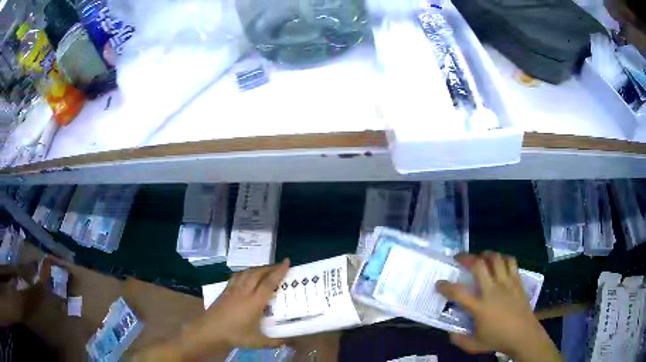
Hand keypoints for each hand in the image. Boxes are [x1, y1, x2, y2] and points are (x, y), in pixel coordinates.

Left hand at [202, 258, 290, 348]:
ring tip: (266, 268)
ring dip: (258, 268)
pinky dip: (245, 272)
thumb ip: (273, 342)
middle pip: (258, 274)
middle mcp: (245, 292)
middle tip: (280, 265)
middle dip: (270, 267)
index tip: (287, 262)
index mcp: (255, 302)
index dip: (279, 272)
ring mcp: (234, 290)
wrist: (210, 330)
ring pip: (247, 273)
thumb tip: (287, 342)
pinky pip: (237, 276)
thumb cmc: (235, 335)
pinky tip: (247, 274)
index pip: (269, 283)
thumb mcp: (257, 342)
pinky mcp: (225, 291)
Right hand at [436, 252, 560, 361]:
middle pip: (478, 265)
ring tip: (480, 257)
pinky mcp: (517, 281)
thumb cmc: (499, 340)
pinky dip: (503, 258)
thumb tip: (450, 332)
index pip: (458, 292)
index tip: (439, 283)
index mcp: (480, 307)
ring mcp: (507, 283)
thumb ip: (459, 339)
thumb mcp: (475, 345)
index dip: (445, 286)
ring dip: (485, 254)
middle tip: (459, 258)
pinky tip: (499, 262)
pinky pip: (510, 262)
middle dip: (466, 258)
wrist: (524, 335)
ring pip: (495, 259)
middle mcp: (492, 291)